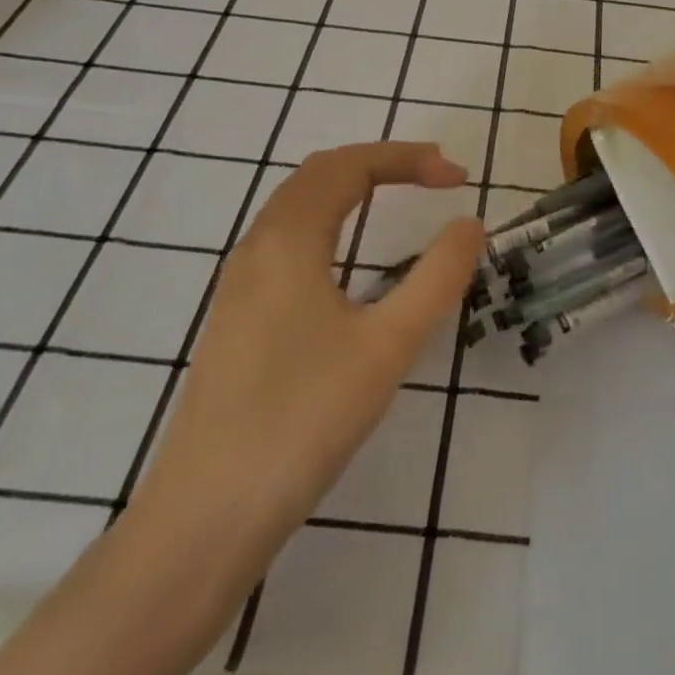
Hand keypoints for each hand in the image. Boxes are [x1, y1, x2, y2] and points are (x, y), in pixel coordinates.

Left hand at [128, 142, 482, 590]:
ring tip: (400, 197)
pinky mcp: (237, 317)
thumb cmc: (303, 420)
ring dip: (353, 187)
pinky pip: (287, 238)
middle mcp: (257, 247)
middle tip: (437, 177)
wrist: (205, 516)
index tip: (459, 177)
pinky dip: (331, 218)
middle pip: (320, 174)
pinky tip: (351, 257)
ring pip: (298, 205)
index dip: (409, 158)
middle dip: (382, 163)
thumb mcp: (388, 345)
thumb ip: (437, 277)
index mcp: (288, 240)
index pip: (350, 166)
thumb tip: (469, 224)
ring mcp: (240, 283)